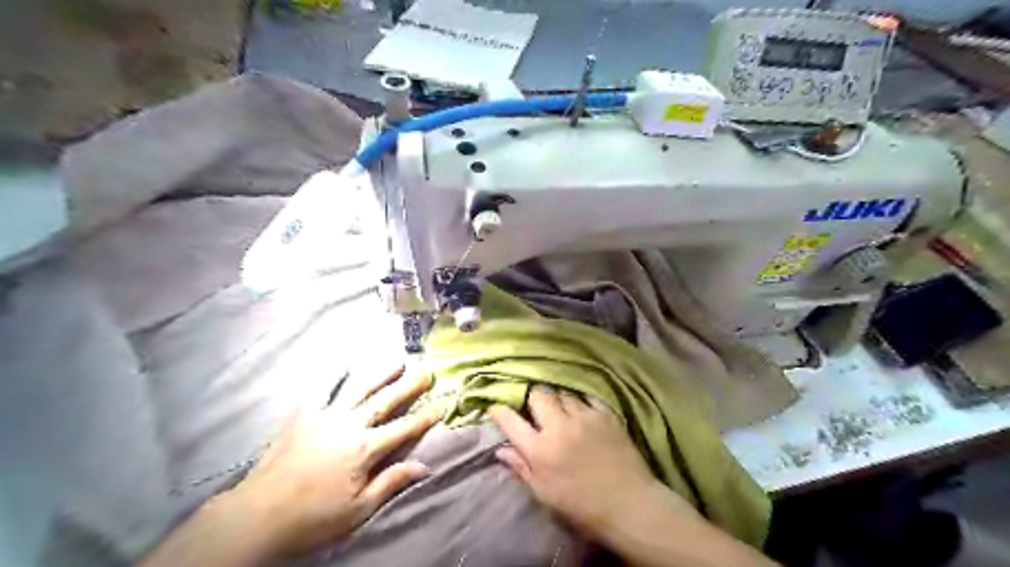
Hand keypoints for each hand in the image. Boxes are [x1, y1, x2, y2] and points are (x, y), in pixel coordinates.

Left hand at [223, 367, 438, 557]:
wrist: (257, 516)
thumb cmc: (312, 517)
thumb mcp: (358, 509)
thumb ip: (391, 482)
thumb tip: (424, 466)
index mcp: (364, 449)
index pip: (403, 429)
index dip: (424, 417)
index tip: (441, 404)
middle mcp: (349, 425)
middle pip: (385, 401)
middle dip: (409, 386)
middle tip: (427, 371)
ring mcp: (324, 416)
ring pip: (357, 387)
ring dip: (379, 372)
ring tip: (396, 360)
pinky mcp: (302, 415)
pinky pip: (320, 389)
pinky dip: (333, 374)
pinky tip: (343, 362)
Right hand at [486, 387, 686, 537]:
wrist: (628, 503)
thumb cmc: (582, 505)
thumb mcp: (544, 493)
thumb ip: (521, 468)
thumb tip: (501, 450)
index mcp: (540, 450)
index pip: (511, 421)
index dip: (500, 411)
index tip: (496, 407)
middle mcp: (559, 427)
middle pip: (538, 395)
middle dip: (532, 397)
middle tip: (534, 407)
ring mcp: (584, 417)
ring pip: (562, 393)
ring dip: (556, 398)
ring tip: (558, 407)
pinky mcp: (605, 414)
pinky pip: (586, 396)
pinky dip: (579, 400)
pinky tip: (580, 408)